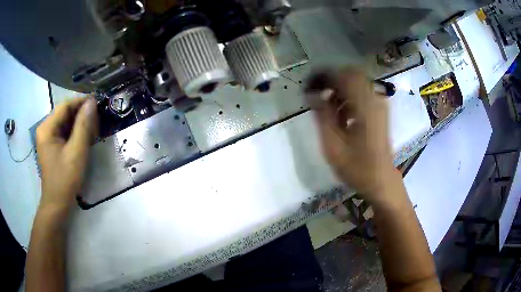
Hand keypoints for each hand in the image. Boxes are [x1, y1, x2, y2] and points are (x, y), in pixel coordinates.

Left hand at [36, 98, 97, 211]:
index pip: (65, 105)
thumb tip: (92, 102)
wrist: (57, 204)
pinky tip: (85, 138)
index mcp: (47, 128)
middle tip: (98, 120)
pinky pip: (65, 132)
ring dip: (80, 124)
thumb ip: (83, 126)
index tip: (98, 103)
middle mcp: (45, 128)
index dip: (82, 102)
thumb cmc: (65, 179)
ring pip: (66, 122)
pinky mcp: (52, 145)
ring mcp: (48, 137)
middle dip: (81, 114)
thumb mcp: (76, 152)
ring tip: (94, 130)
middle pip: (65, 113)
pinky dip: (76, 132)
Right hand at [307, 68, 395, 202]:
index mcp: (365, 106)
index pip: (344, 76)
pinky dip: (349, 100)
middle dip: (333, 82)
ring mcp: (380, 105)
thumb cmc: (357, 167)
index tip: (310, 86)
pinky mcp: (380, 111)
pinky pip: (362, 95)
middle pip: (352, 75)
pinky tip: (342, 118)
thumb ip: (322, 116)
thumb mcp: (333, 145)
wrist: (381, 180)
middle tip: (319, 96)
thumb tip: (312, 94)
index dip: (324, 77)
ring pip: (357, 84)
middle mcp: (375, 100)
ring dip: (341, 92)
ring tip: (329, 111)